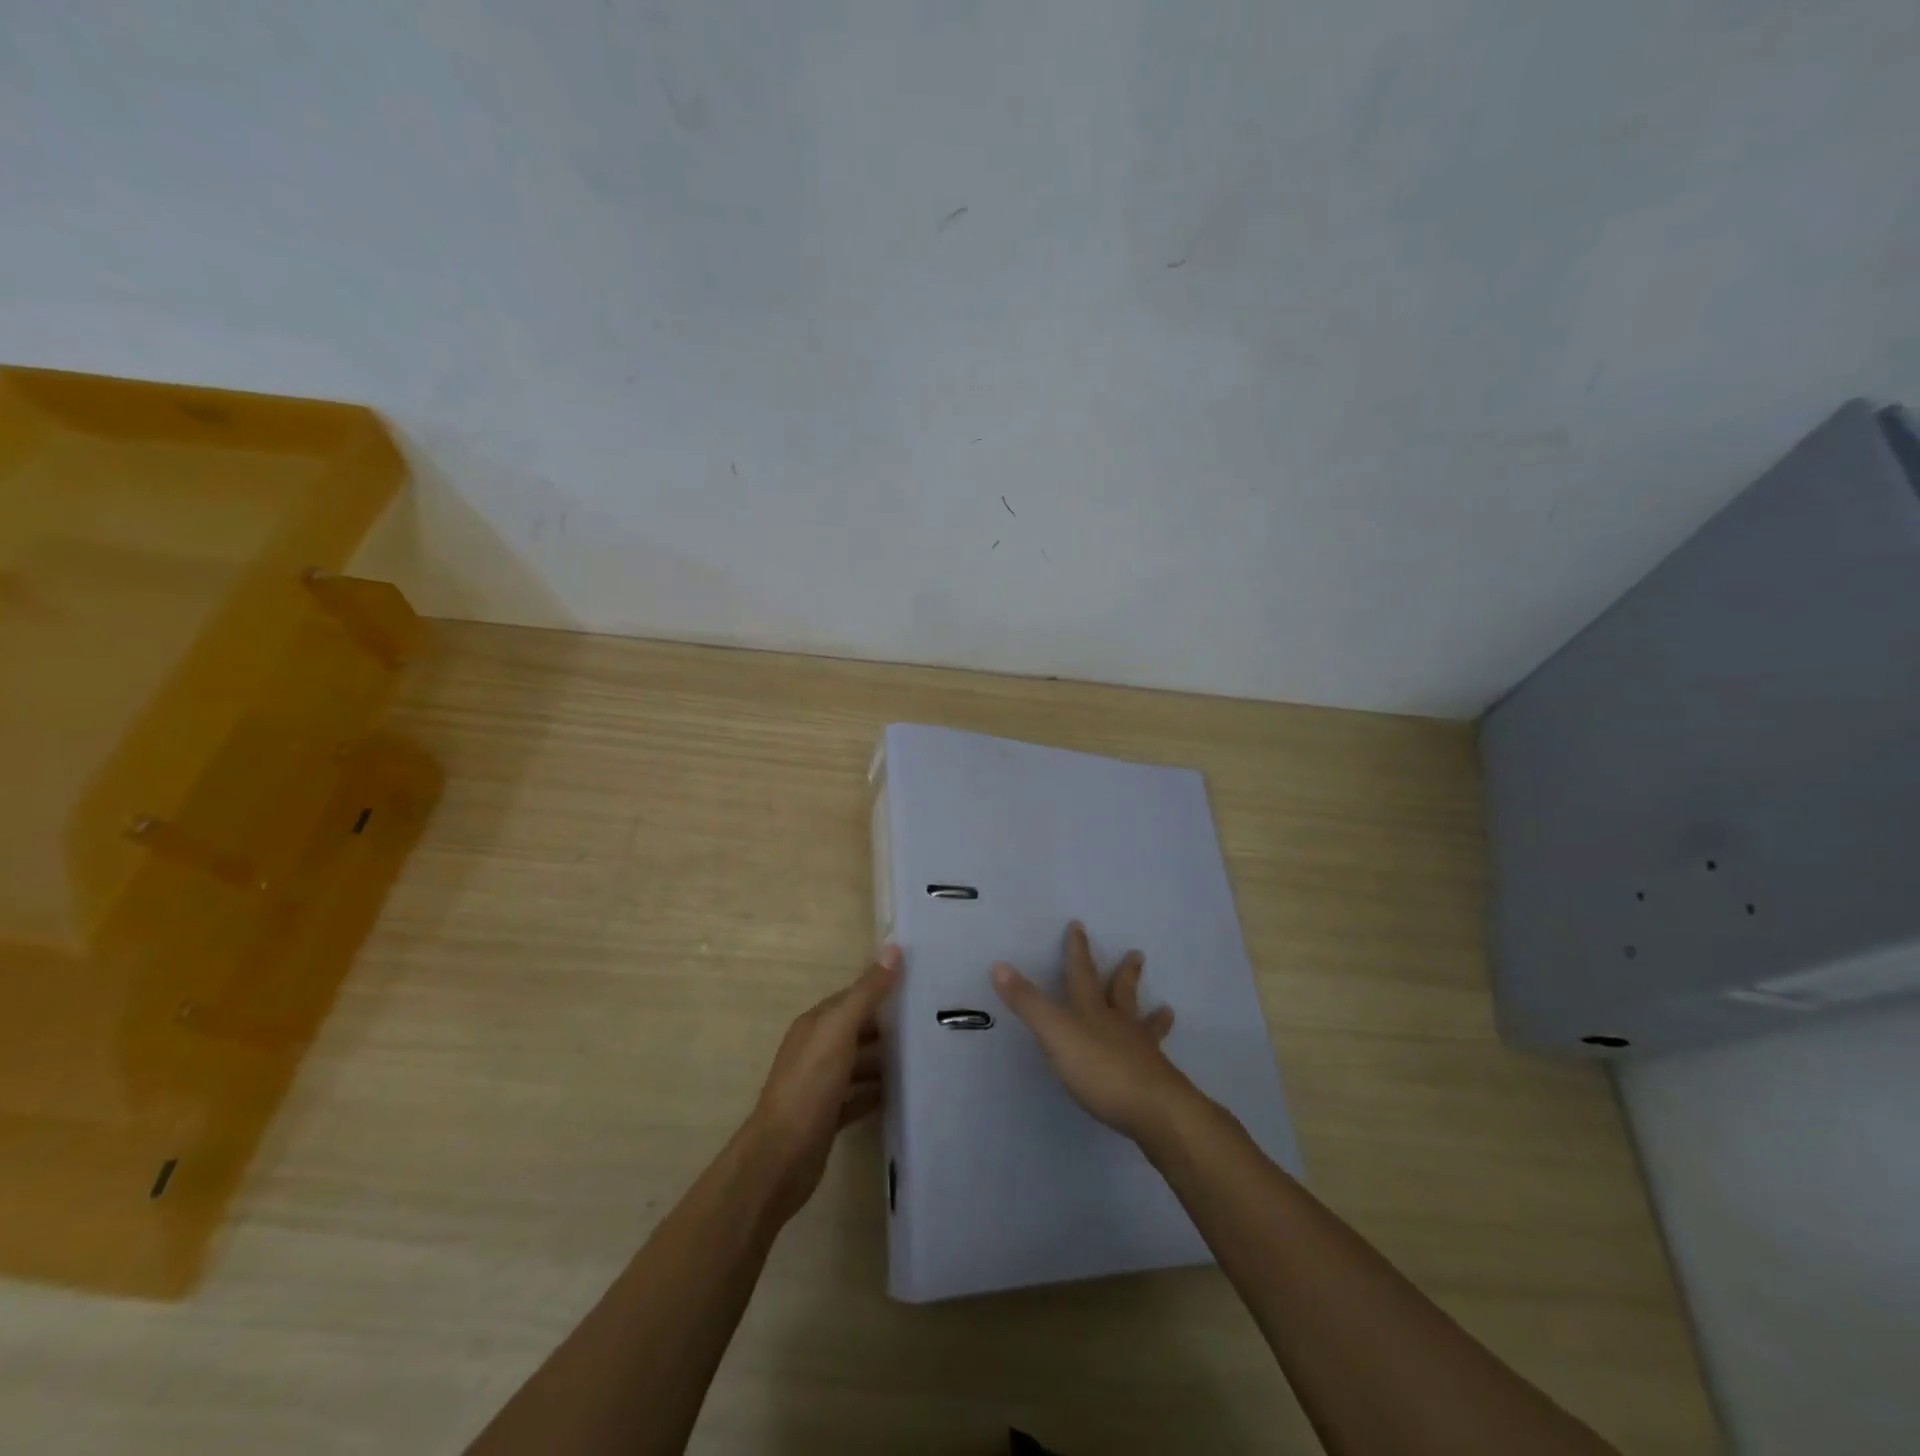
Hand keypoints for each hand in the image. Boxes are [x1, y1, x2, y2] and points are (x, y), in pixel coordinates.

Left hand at [747, 946, 900, 1223]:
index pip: (853, 997)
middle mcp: (817, 1049)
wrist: (781, 1159)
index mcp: (816, 1025)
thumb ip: (866, 993)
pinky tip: (905, 1093)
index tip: (920, 985)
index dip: (882, 988)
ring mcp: (822, 1084)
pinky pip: (860, 1096)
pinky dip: (879, 1092)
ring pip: (860, 1063)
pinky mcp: (829, 1115)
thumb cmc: (809, 1087)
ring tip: (926, 1056)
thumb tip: (893, 949)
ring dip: (886, 1059)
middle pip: (858, 1029)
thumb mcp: (838, 1032)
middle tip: (933, 1022)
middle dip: (889, 1025)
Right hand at [992, 921, 1201, 1142]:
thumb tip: (999, 965)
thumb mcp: (1056, 1034)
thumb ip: (1029, 1003)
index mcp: (1092, 1011)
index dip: (1077, 950)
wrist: (1155, 1109)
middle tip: (1137, 954)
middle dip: (1125, 974)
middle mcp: (1119, 1025)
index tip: (1078, 925)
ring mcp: (1142, 1052)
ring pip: (1145, 1026)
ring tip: (1167, 1008)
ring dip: (1153, 1016)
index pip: (1081, 974)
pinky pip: (1156, 1061)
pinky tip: (1163, 1060)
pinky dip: (1158, 1053)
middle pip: (1122, 993)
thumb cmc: (1101, 1069)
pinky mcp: (1156, 1082)